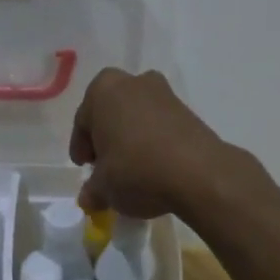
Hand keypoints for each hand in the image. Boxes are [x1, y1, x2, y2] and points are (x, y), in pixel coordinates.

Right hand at [69, 67, 236, 219]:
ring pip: (137, 117)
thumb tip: (89, 197)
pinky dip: (153, 142)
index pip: (83, 121)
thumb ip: (92, 190)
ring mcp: (164, 93)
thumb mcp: (104, 187)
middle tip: (105, 165)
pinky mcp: (189, 111)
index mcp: (103, 90)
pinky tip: (154, 167)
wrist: (198, 173)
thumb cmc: (136, 170)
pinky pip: (160, 126)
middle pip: (111, 113)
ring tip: (131, 169)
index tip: (84, 167)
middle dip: (107, 137)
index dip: (80, 147)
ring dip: (131, 139)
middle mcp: (133, 82)